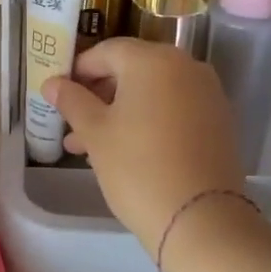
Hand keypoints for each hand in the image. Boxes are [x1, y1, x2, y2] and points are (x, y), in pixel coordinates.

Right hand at [44, 40, 244, 251]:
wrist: (200, 219)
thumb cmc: (137, 167)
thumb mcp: (95, 133)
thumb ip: (71, 101)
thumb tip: (52, 83)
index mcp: (153, 60)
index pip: (106, 51)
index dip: (78, 71)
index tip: (59, 95)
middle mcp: (185, 66)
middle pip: (132, 70)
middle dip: (98, 95)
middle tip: (72, 124)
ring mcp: (207, 94)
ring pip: (152, 93)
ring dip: (120, 112)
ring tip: (89, 146)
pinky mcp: (218, 121)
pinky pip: (174, 109)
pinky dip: (149, 121)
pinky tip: (126, 151)